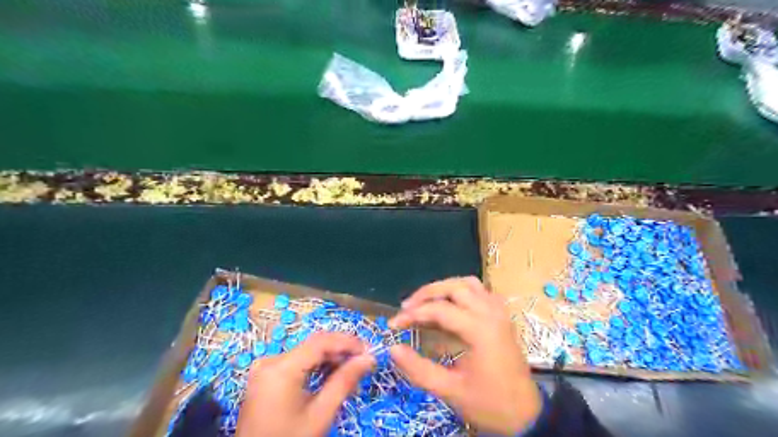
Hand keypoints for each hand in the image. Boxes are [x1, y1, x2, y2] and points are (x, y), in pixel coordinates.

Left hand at [234, 333, 373, 434]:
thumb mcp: (320, 414)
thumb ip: (344, 382)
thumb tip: (368, 358)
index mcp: (282, 367)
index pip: (321, 341)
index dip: (348, 342)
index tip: (369, 351)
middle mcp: (271, 360)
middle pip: (314, 345)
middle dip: (341, 351)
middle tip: (364, 362)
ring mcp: (267, 368)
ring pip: (307, 352)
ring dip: (330, 359)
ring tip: (351, 371)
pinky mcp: (267, 376)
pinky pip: (297, 362)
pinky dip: (316, 367)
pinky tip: (331, 376)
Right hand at [390, 278, 542, 434]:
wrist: (526, 414)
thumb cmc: (489, 403)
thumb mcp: (450, 391)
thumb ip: (419, 369)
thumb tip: (393, 348)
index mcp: (480, 330)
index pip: (439, 310)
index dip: (412, 314)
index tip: (392, 325)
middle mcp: (491, 313)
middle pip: (454, 287)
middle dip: (426, 293)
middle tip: (406, 307)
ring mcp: (499, 311)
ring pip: (468, 283)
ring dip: (444, 288)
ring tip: (425, 302)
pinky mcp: (501, 315)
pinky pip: (480, 290)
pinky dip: (461, 291)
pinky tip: (450, 305)